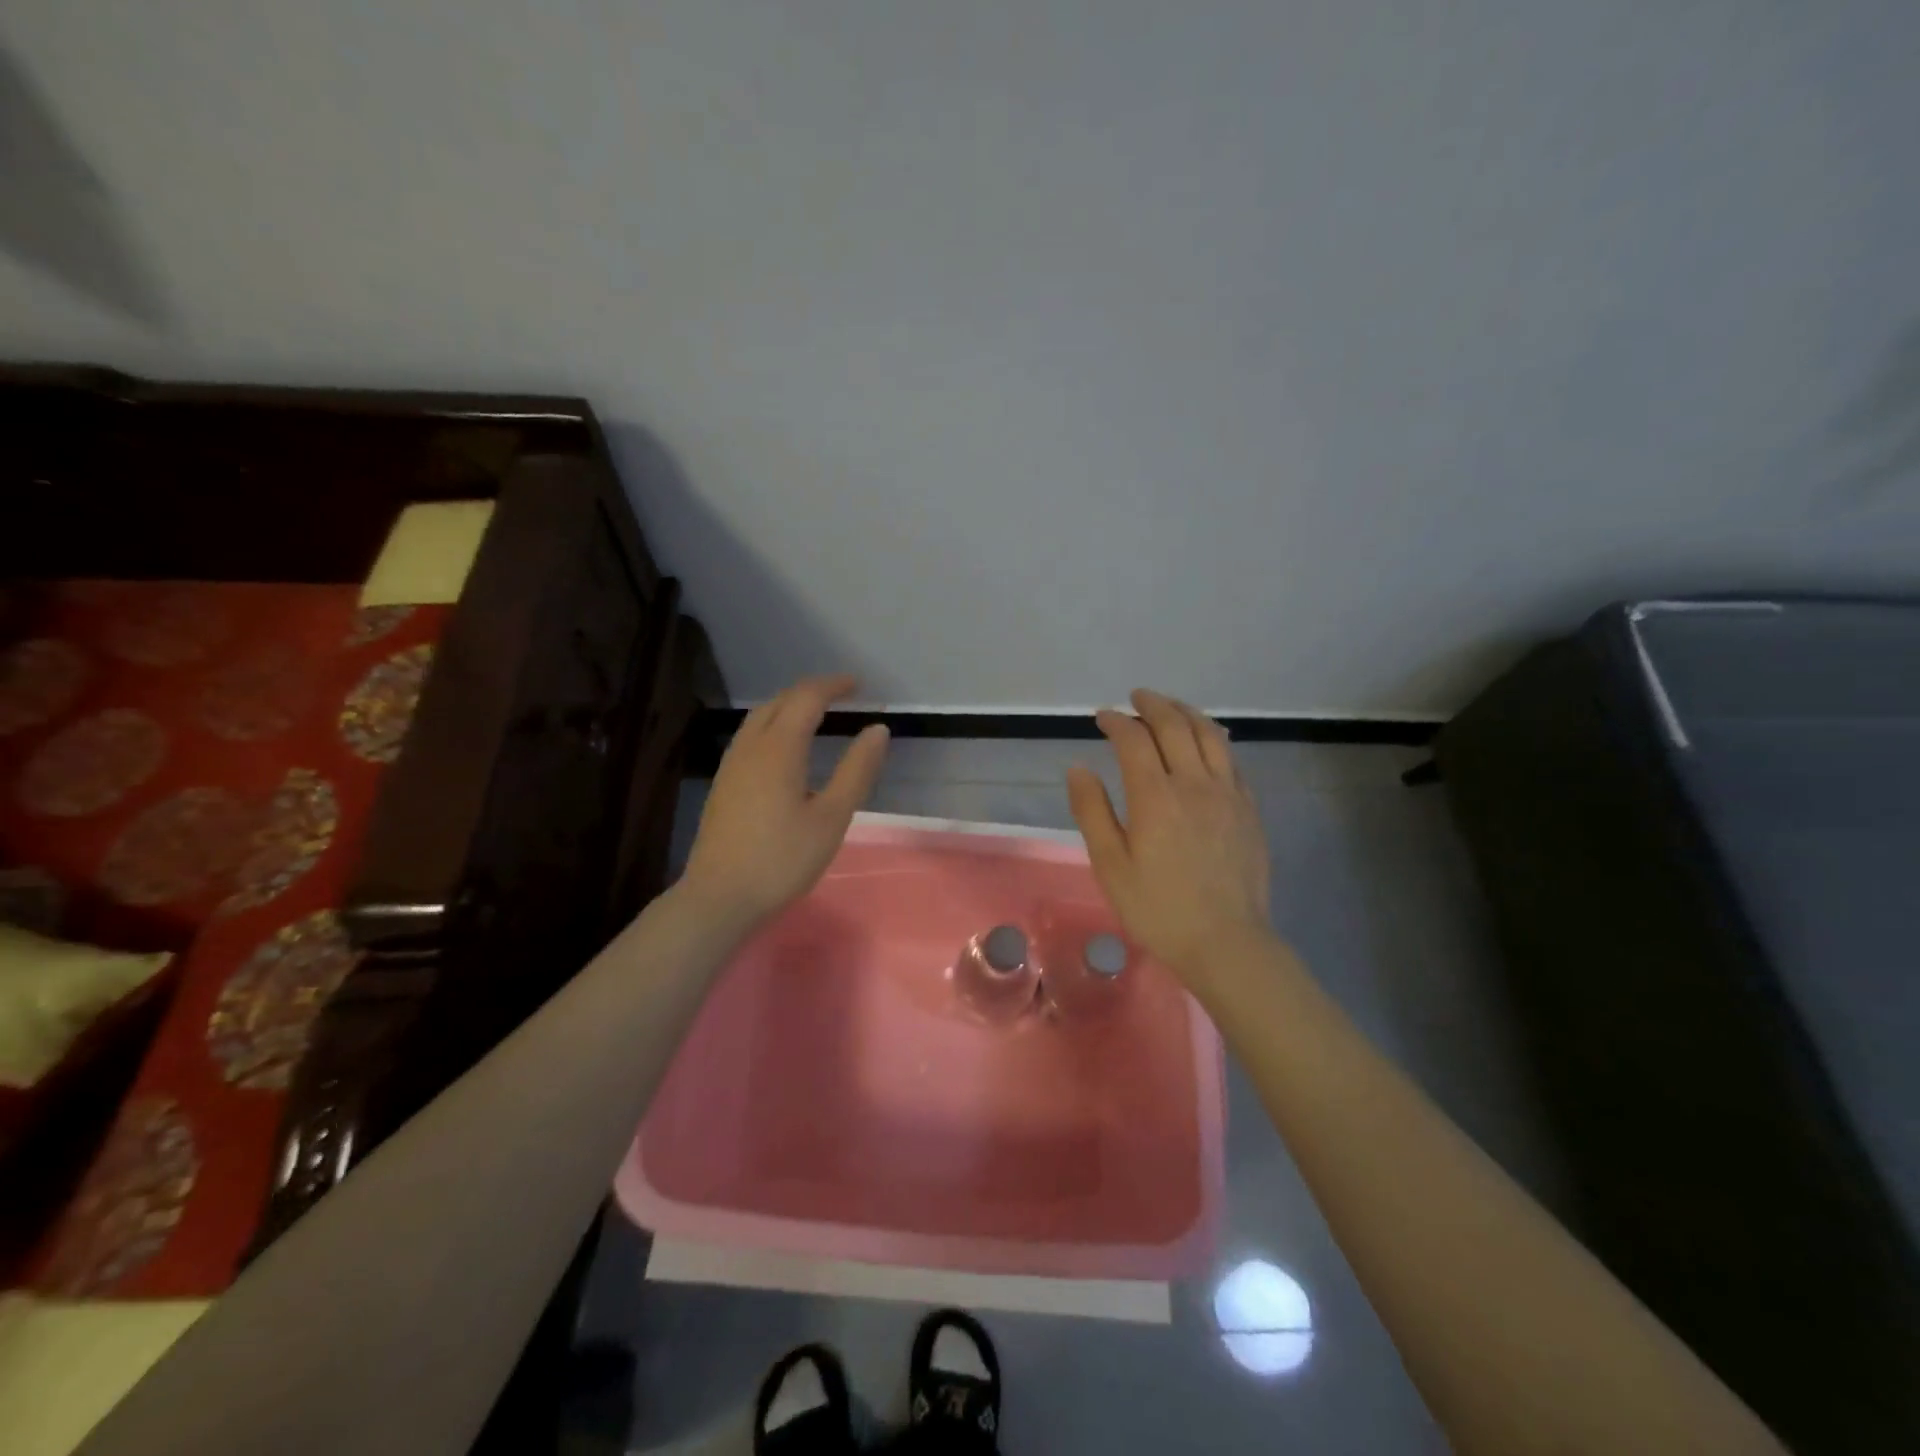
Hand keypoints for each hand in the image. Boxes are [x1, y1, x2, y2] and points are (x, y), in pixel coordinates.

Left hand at [680, 675, 889, 927]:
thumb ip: (857, 770)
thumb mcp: (832, 817)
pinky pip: (750, 735)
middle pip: (779, 701)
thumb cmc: (782, 859)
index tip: (859, 685)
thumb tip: (878, 729)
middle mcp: (750, 746)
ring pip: (759, 717)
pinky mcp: (724, 783)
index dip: (833, 686)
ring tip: (815, 712)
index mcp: (779, 748)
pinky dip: (774, 723)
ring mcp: (731, 764)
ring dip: (789, 705)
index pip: (807, 698)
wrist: (719, 897)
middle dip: (811, 690)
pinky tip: (785, 747)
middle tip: (841, 694)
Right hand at [1067, 689, 1274, 990]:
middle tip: (1136, 698)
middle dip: (1152, 705)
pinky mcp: (1249, 808)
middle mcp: (1194, 783)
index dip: (1116, 722)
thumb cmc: (1157, 908)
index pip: (1134, 739)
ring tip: (1171, 707)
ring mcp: (1228, 793)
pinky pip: (1232, 759)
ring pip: (1210, 735)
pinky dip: (1214, 738)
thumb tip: (1079, 767)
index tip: (1102, 717)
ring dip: (1187, 713)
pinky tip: (1207, 742)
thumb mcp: (1110, 864)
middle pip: (1175, 726)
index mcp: (1155, 795)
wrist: (1226, 942)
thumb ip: (1092, 811)